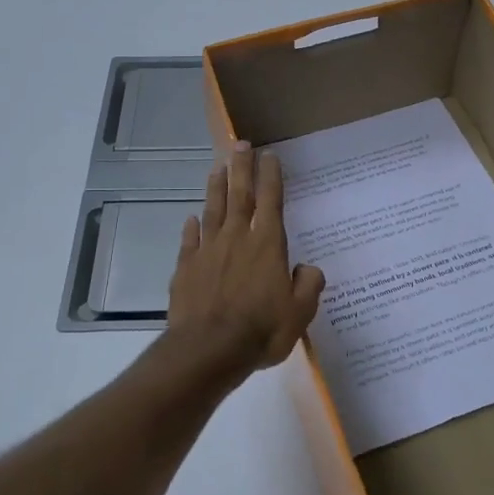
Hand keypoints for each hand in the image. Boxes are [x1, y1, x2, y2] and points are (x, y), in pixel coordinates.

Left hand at [166, 140, 325, 375]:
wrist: (208, 349)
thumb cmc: (261, 330)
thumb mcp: (300, 313)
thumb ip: (308, 285)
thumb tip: (308, 268)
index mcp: (267, 245)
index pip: (272, 201)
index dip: (271, 176)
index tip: (270, 155)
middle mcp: (237, 239)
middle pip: (240, 195)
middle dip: (241, 168)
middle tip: (240, 144)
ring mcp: (208, 251)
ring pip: (213, 210)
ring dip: (216, 187)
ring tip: (216, 167)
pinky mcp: (186, 268)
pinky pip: (190, 240)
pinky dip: (192, 227)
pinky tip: (191, 218)